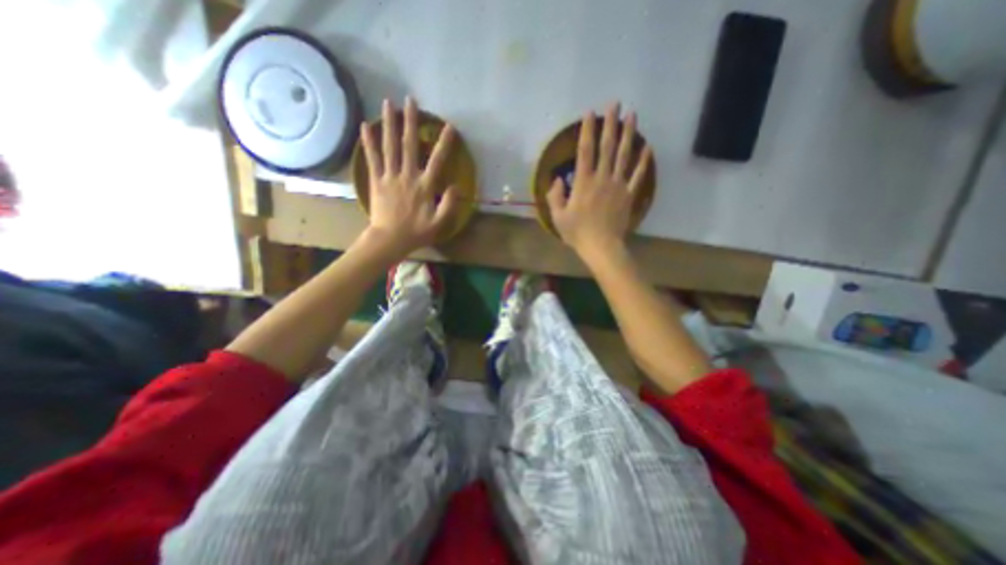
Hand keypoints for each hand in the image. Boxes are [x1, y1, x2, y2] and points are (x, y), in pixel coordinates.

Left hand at [361, 94, 458, 258]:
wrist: (389, 239)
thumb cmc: (416, 232)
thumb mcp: (439, 223)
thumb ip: (449, 204)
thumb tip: (457, 186)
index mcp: (424, 187)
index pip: (437, 161)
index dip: (444, 144)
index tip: (449, 127)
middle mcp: (407, 176)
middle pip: (409, 145)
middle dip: (411, 122)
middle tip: (411, 100)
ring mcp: (389, 177)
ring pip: (389, 146)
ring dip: (389, 124)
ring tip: (388, 103)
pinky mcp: (376, 180)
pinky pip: (372, 158)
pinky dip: (368, 142)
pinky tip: (366, 125)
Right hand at [550, 102, 653, 258]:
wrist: (601, 246)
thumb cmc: (577, 232)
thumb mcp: (558, 217)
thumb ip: (554, 196)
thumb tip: (557, 179)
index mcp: (583, 183)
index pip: (585, 151)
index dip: (587, 131)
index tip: (590, 113)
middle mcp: (602, 178)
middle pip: (607, 147)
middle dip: (610, 124)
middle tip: (615, 104)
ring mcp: (618, 185)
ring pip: (624, 156)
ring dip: (628, 134)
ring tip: (633, 115)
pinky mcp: (629, 195)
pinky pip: (637, 175)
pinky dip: (643, 161)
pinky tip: (648, 147)